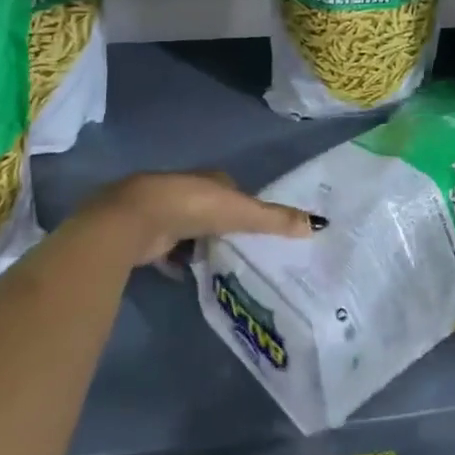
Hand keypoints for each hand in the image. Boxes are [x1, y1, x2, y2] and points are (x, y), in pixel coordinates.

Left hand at [78, 171, 319, 266]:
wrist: (137, 219)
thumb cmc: (194, 206)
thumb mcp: (241, 212)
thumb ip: (275, 220)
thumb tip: (317, 224)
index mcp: (211, 179)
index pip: (233, 190)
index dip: (245, 206)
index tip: (258, 226)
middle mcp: (187, 191)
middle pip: (211, 210)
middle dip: (223, 226)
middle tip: (242, 249)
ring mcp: (165, 213)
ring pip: (190, 229)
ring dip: (200, 244)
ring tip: (219, 265)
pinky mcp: (148, 236)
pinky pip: (169, 250)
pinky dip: (178, 260)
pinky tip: (187, 274)